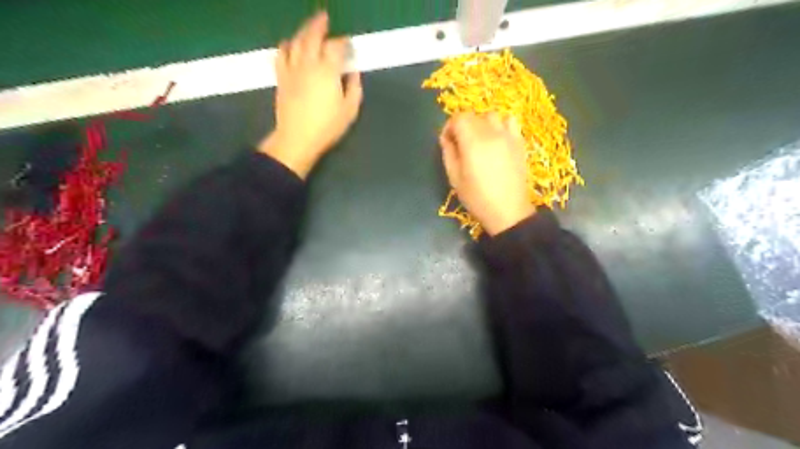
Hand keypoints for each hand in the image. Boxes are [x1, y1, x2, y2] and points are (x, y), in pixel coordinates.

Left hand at [259, 10, 362, 178]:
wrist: (297, 138)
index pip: (336, 47)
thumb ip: (354, 88)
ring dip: (303, 31)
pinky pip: (281, 54)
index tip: (347, 44)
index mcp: (328, 71)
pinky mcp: (281, 77)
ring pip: (296, 41)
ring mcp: (292, 69)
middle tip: (325, 17)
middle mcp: (309, 64)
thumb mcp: (350, 110)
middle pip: (313, 36)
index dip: (343, 42)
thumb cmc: (327, 127)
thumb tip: (353, 73)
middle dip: (320, 25)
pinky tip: (290, 44)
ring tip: (310, 27)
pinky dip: (286, 45)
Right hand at [436, 111, 537, 234]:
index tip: (447, 141)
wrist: (508, 211)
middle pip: (474, 115)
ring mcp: (508, 136)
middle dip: (463, 126)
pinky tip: (497, 139)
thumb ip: (448, 153)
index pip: (459, 118)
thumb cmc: (477, 197)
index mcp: (473, 142)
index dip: (449, 126)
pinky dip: (501, 125)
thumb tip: (447, 138)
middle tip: (461, 144)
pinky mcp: (519, 142)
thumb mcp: (454, 178)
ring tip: (480, 140)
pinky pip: (510, 122)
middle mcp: (491, 133)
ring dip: (482, 123)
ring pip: (492, 115)